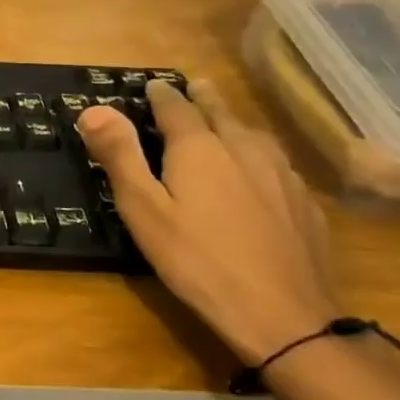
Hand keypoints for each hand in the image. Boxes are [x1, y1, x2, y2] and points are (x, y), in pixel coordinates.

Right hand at [77, 79, 336, 364]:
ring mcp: (282, 176)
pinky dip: (260, 155)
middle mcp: (245, 150)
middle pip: (222, 114)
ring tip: (226, 121)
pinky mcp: (305, 205)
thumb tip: (93, 109)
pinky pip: (278, 165)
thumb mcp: (142, 209)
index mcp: (200, 148)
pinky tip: (260, 171)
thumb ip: (119, 156)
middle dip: (204, 99)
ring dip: (234, 123)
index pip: (177, 108)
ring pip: (255, 136)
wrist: (283, 315)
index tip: (151, 85)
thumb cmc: (196, 259)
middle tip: (194, 87)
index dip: (161, 95)